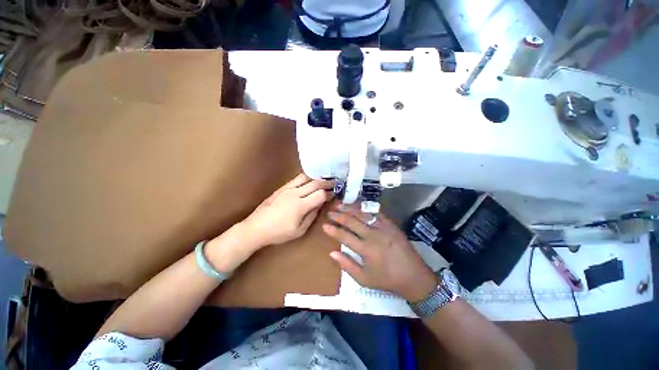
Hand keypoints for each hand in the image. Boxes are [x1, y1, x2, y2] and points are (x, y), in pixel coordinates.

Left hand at [241, 173, 333, 247]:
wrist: (255, 228)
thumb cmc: (278, 233)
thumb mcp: (299, 230)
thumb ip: (312, 216)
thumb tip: (320, 205)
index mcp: (300, 205)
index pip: (320, 194)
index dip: (329, 193)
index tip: (335, 194)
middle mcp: (295, 193)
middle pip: (315, 183)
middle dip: (327, 183)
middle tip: (335, 183)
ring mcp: (287, 189)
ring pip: (306, 178)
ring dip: (317, 178)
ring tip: (324, 179)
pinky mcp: (281, 188)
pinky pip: (296, 179)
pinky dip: (306, 177)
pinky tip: (310, 179)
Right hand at [323, 203, 437, 301]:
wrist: (415, 277)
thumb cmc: (387, 280)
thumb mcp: (364, 279)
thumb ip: (347, 265)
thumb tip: (332, 252)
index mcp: (366, 250)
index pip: (345, 236)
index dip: (333, 230)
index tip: (324, 225)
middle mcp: (374, 235)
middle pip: (352, 221)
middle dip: (339, 215)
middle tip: (330, 212)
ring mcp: (384, 228)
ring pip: (363, 214)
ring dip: (350, 208)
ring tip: (340, 204)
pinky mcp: (391, 224)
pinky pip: (376, 212)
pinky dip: (365, 208)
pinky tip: (358, 205)